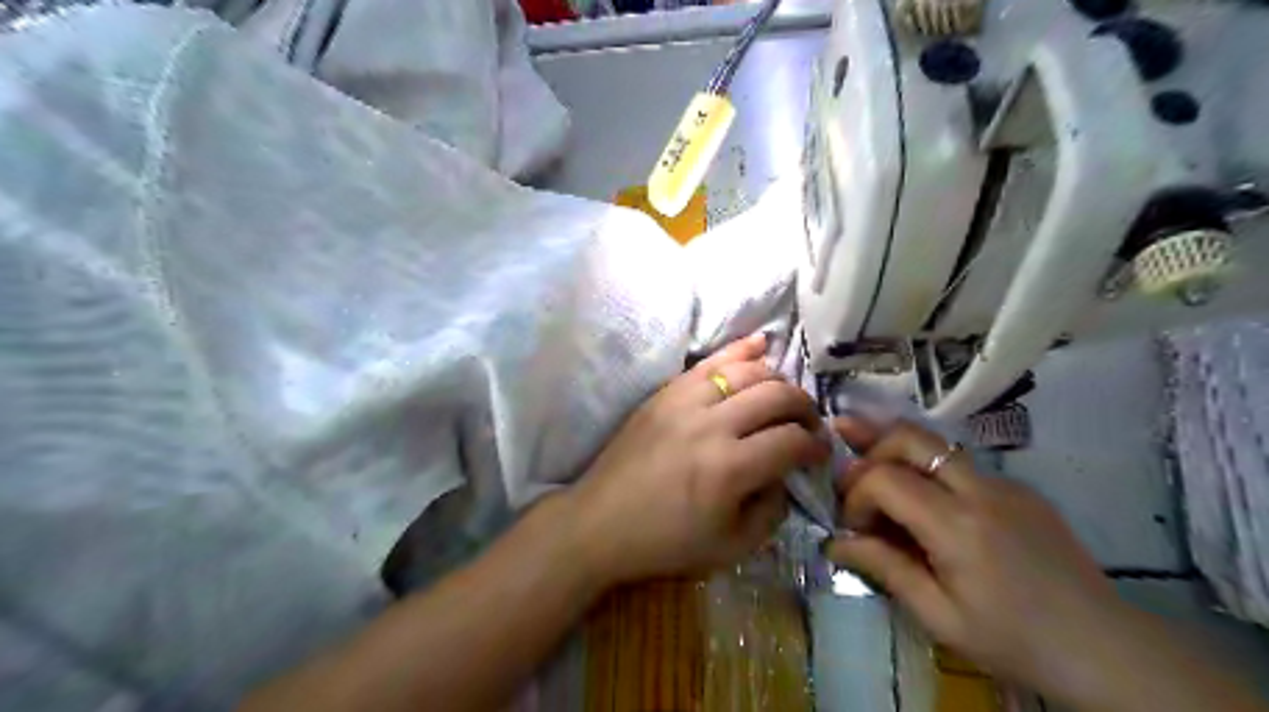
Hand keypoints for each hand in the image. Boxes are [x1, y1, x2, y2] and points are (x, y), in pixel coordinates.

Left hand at [566, 337, 829, 585]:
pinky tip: (760, 343)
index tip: (820, 453)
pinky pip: (708, 362)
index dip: (816, 446)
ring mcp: (684, 401)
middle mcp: (711, 425)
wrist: (600, 523)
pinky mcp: (665, 393)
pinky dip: (739, 350)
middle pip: (776, 395)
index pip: (791, 441)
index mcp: (729, 468)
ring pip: (746, 371)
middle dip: (804, 407)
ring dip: (776, 379)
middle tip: (809, 423)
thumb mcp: (731, 547)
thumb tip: (785, 474)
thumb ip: (771, 511)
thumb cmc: (665, 542)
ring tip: (784, 395)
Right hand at [823, 416, 1118, 700]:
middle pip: (909, 436)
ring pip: (936, 442)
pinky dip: (928, 471)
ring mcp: (1004, 484)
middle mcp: (980, 489)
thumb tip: (834, 542)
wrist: (1105, 649)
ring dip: (897, 452)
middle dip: (871, 447)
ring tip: (868, 461)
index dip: (855, 494)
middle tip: (851, 473)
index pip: (885, 478)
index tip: (852, 526)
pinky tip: (923, 501)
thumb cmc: (1015, 641)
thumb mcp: (939, 616)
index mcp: (957, 525)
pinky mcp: (1019, 489)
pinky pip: (961, 465)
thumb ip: (884, 568)